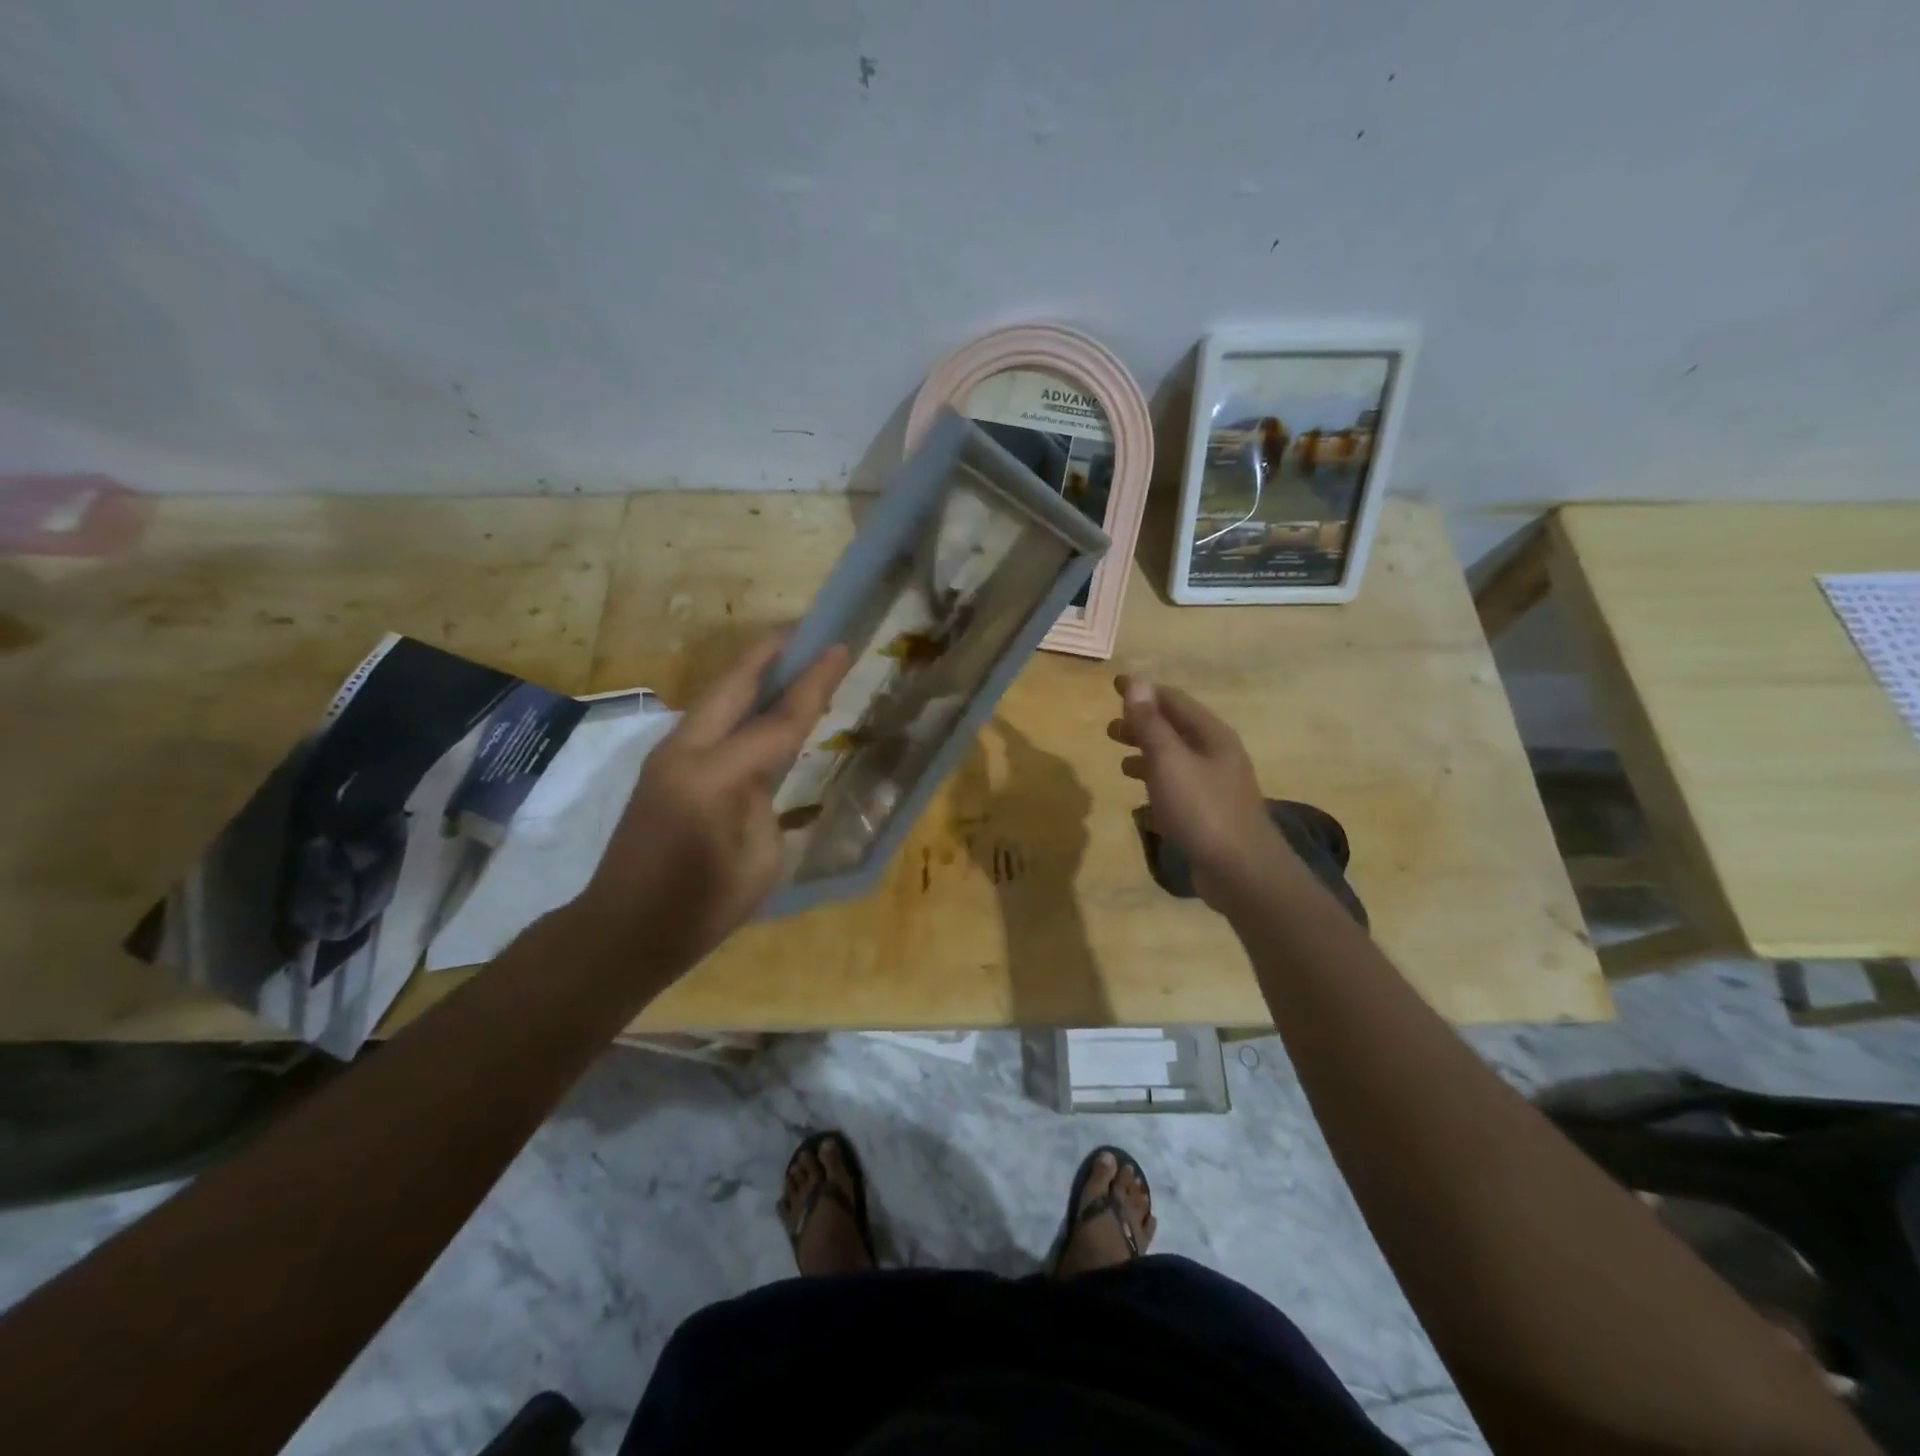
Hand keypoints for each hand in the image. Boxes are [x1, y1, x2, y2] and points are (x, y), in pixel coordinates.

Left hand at [579, 633, 849, 971]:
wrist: (622, 931)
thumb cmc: (700, 909)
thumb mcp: (759, 860)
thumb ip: (765, 801)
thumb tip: (760, 774)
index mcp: (713, 778)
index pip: (777, 720)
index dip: (814, 683)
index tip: (839, 647)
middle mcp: (683, 751)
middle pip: (734, 683)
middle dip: (771, 651)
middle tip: (809, 631)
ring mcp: (666, 755)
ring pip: (716, 696)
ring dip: (753, 673)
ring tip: (791, 657)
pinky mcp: (662, 766)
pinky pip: (708, 719)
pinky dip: (738, 701)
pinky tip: (761, 705)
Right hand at [1107, 675, 1292, 909]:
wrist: (1242, 872)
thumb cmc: (1202, 809)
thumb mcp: (1169, 761)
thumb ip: (1150, 724)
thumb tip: (1137, 682)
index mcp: (1211, 736)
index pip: (1173, 701)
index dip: (1143, 692)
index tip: (1114, 684)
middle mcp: (1217, 756)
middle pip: (1176, 731)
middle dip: (1143, 726)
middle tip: (1110, 731)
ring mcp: (1217, 788)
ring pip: (1177, 763)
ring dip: (1149, 758)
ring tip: (1122, 765)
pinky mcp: (1211, 817)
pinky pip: (1179, 794)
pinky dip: (1159, 791)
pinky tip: (1141, 806)